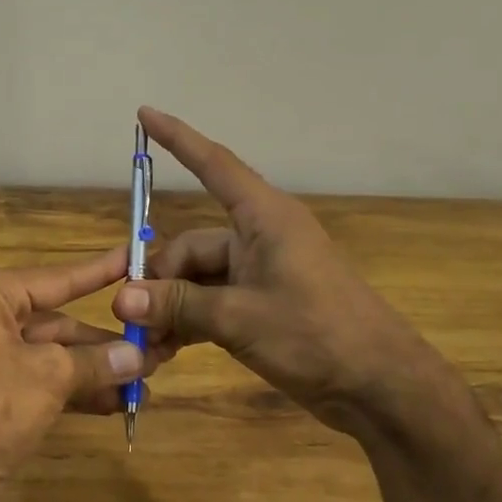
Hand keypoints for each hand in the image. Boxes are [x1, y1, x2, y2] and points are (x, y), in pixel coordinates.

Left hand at [0, 246, 173, 501]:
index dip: (99, 272)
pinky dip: (77, 391)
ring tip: (146, 383)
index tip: (135, 257)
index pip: (56, 279)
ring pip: (54, 356)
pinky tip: (117, 403)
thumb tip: (140, 356)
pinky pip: (43, 382)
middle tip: (158, 347)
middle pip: (58, 322)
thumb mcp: (48, 376)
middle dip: (106, 341)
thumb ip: (96, 362)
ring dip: (97, 370)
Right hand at [112, 108, 431, 440]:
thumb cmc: (317, 335)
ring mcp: (262, 274)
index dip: (178, 139)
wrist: (380, 387)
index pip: (214, 165)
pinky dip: (189, 322)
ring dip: (171, 307)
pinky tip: (165, 351)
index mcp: (264, 219)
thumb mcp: (239, 318)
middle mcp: (260, 238)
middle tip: (130, 315)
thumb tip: (121, 297)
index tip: (144, 114)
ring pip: (198, 279)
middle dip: (158, 278)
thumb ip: (178, 304)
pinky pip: (212, 303)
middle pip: (191, 245)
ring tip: (145, 342)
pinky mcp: (263, 306)